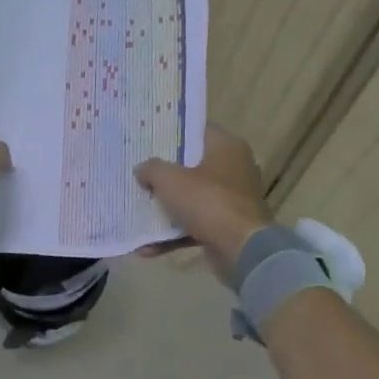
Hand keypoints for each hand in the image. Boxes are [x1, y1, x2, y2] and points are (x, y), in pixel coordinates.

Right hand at [134, 125, 273, 279]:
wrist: (241, 248)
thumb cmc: (207, 201)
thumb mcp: (170, 179)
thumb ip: (152, 169)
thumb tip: (142, 169)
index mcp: (226, 146)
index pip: (196, 130)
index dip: (171, 134)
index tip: (147, 140)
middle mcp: (234, 168)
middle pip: (192, 166)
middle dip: (164, 174)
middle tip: (138, 173)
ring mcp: (232, 199)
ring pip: (192, 198)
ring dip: (165, 209)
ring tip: (137, 212)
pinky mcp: (228, 226)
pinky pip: (195, 225)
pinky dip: (173, 235)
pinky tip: (146, 248)